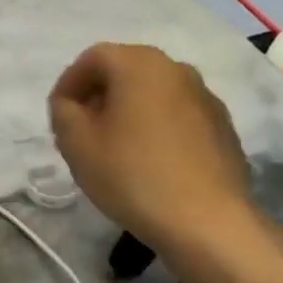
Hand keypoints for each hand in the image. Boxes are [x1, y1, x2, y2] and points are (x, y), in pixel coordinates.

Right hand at [48, 43, 255, 257]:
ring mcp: (205, 97)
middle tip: (83, 130)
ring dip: (129, 111)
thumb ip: (63, 111)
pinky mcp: (223, 127)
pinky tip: (151, 162)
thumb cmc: (133, 175)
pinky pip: (178, 115)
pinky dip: (157, 127)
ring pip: (153, 93)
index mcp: (139, 64)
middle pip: (125, 71)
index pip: (92, 58)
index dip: (69, 84)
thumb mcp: (76, 143)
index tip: (59, 116)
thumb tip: (71, 103)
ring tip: (116, 148)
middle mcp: (176, 69)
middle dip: (99, 96)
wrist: (207, 223)